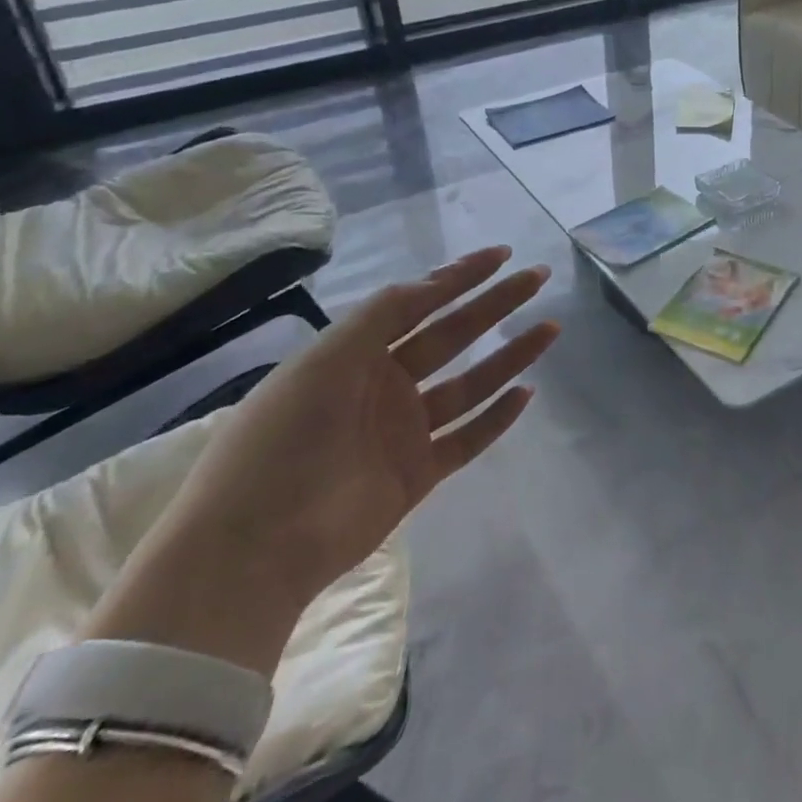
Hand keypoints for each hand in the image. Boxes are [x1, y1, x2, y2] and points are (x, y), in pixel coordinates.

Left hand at [91, 248, 556, 670]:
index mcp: (355, 354)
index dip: (459, 276)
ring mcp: (403, 431)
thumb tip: (433, 283)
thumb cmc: (283, 438)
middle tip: (538, 279)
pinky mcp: (418, 474)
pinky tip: (526, 393)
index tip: (502, 255)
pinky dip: (497, 418)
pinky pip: (467, 439)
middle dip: (495, 305)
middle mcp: (383, 386)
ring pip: (470, 384)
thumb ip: (382, 316)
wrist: (253, 545)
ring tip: (549, 329)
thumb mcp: (326, 359)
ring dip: (509, 357)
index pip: (418, 304)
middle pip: (452, 335)